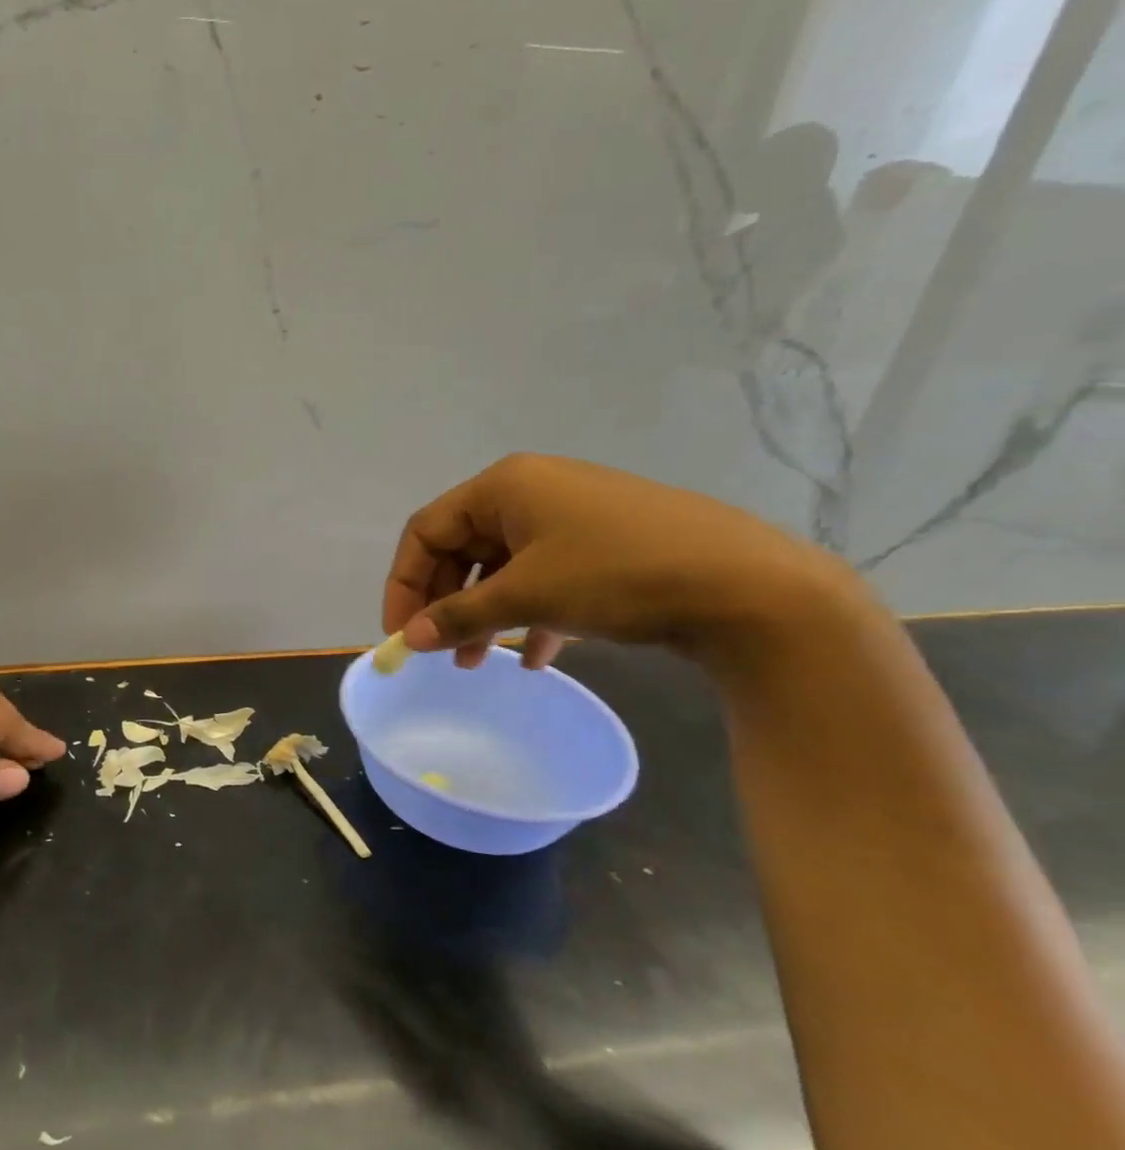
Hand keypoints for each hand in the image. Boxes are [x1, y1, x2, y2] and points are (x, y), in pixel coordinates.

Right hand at [383, 454, 864, 670]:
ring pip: (503, 567)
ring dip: (484, 615)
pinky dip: (530, 614)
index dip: (404, 583)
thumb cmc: (617, 574)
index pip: (426, 530)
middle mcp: (532, 492)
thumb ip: (460, 616)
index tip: (401, 633)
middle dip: (446, 603)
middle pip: (463, 548)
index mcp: (505, 486)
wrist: (747, 587)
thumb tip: (410, 638)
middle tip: (440, 651)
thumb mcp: (527, 595)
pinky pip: (545, 577)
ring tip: (479, 664)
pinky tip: (538, 658)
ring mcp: (571, 517)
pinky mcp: (603, 545)